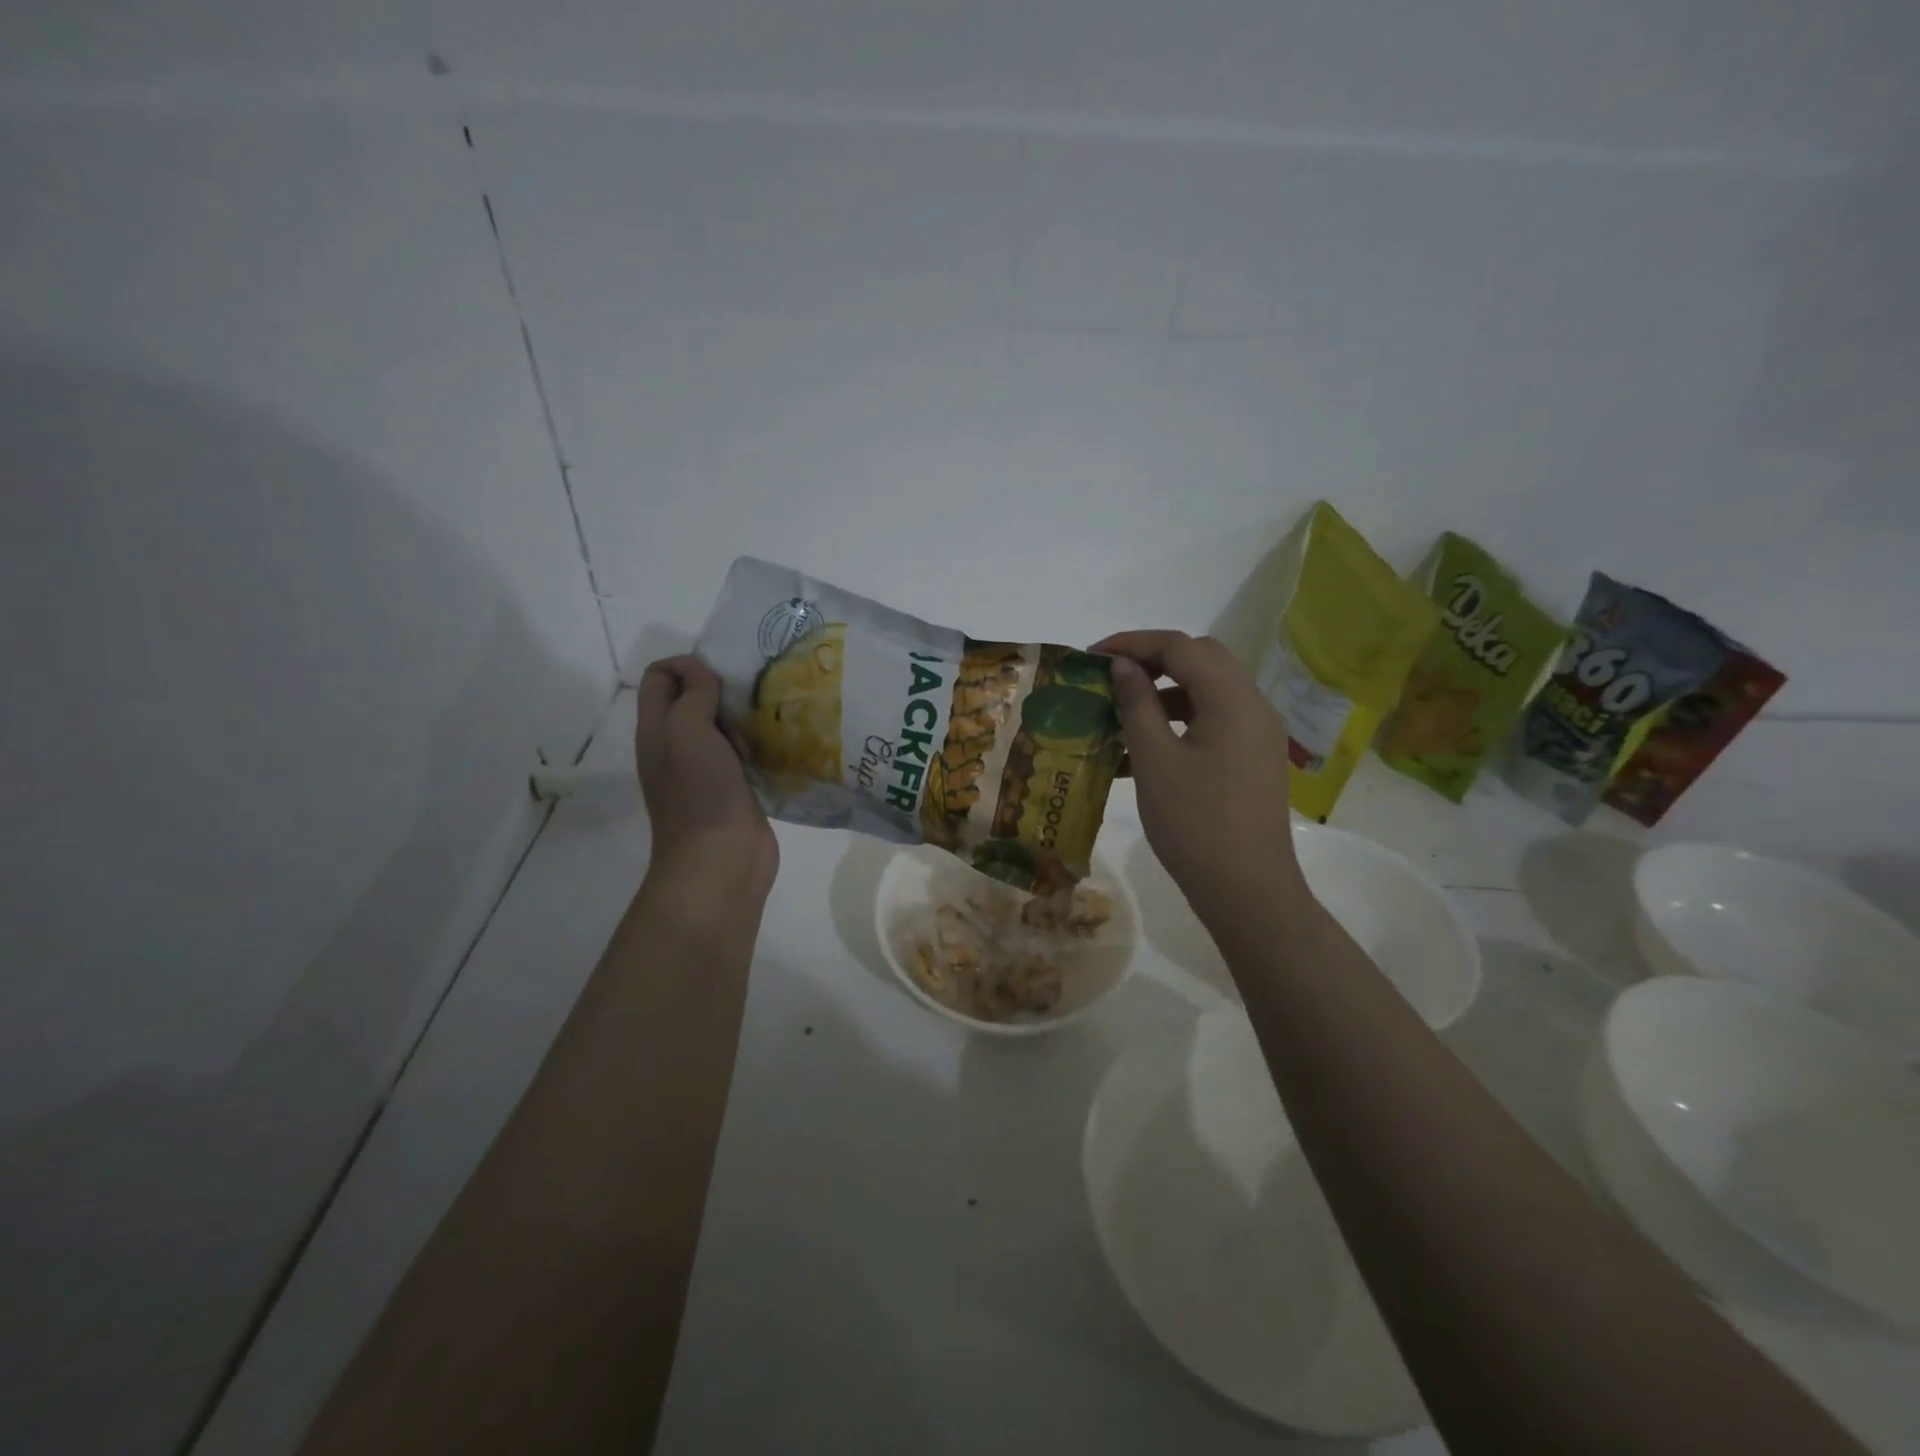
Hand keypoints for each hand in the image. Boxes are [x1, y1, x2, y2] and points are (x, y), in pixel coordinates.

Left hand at [635, 656, 778, 904]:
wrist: (721, 860)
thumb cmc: (699, 792)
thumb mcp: (686, 731)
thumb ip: (693, 694)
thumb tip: (702, 672)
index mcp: (657, 729)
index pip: (660, 676)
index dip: (687, 664)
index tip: (722, 675)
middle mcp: (677, 745)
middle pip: (694, 698)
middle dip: (723, 689)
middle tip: (753, 695)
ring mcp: (707, 769)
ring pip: (723, 726)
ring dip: (746, 717)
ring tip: (772, 715)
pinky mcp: (735, 788)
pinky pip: (745, 753)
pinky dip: (760, 743)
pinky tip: (781, 742)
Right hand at [1091, 631, 1307, 925]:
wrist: (1248, 892)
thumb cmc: (1195, 824)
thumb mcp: (1155, 761)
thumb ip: (1137, 704)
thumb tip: (1123, 666)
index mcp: (1233, 700)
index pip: (1182, 647)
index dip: (1134, 643)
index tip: (1092, 657)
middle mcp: (1254, 707)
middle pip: (1202, 660)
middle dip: (1152, 661)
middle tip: (1110, 677)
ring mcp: (1257, 735)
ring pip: (1208, 692)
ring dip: (1164, 693)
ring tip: (1120, 714)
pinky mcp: (1252, 760)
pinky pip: (1214, 722)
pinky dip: (1178, 723)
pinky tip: (1142, 750)